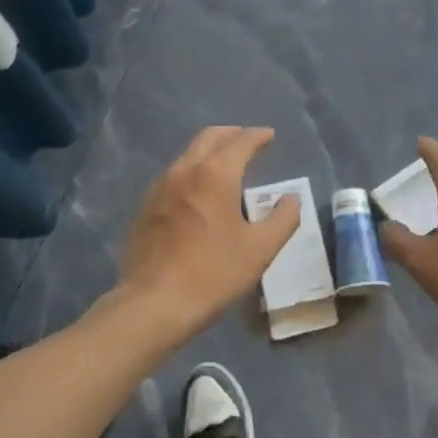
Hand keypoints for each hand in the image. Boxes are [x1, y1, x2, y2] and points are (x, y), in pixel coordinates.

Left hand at [114, 126, 300, 346]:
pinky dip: (193, 170)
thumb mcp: (260, 249)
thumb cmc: (213, 273)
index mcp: (216, 173)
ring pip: (189, 153)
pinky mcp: (147, 204)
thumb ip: (283, 219)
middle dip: (232, 134)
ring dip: (210, 151)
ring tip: (226, 165)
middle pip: (210, 137)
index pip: (241, 141)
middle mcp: (186, 169)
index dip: (258, 136)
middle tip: (248, 142)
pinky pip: (175, 174)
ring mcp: (161, 185)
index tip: (269, 136)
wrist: (153, 302)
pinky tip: (199, 191)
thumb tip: (291, 198)